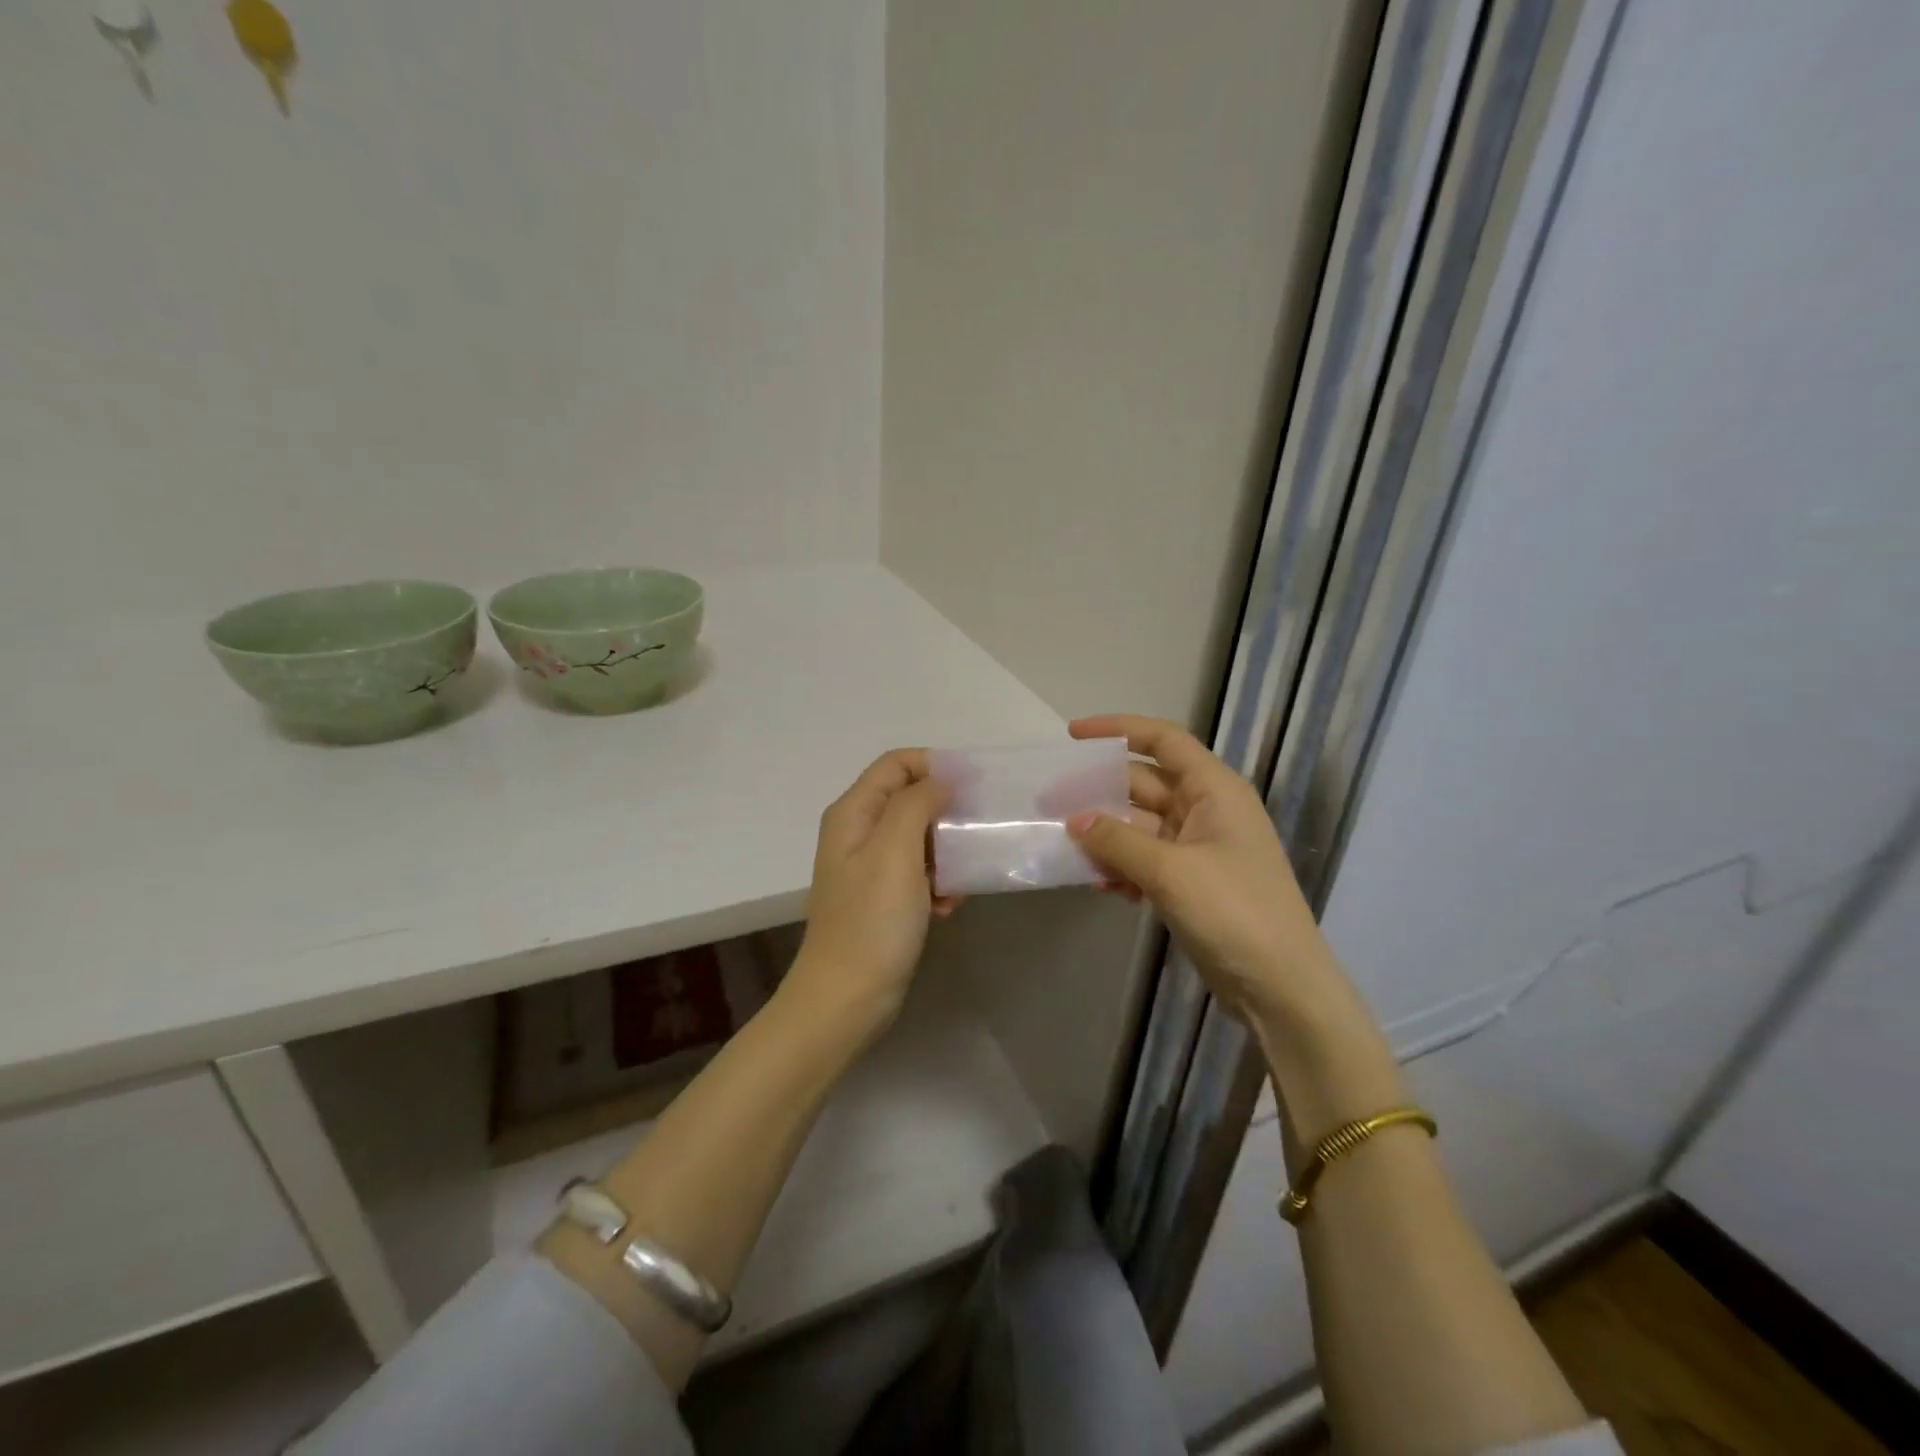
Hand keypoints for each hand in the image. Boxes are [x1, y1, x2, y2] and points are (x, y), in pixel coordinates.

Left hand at [789, 748, 956, 1034]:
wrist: (847, 999)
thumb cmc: (872, 921)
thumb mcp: (895, 851)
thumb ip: (916, 804)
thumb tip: (939, 781)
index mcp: (854, 813)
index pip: (896, 763)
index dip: (934, 765)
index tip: (973, 786)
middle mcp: (858, 832)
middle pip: (910, 798)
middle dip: (946, 812)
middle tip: (977, 832)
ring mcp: (870, 867)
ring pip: (920, 837)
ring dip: (947, 853)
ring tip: (962, 878)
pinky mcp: (884, 898)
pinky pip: (919, 872)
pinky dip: (938, 882)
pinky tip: (948, 906)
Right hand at [1065, 714, 1342, 1027]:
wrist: (1280, 987)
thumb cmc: (1233, 912)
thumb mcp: (1170, 871)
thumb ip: (1117, 840)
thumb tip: (1074, 819)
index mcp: (1214, 789)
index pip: (1163, 741)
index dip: (1118, 729)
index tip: (1073, 735)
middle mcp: (1206, 810)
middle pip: (1143, 785)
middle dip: (1098, 792)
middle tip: (1049, 802)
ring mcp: (1197, 848)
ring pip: (1139, 826)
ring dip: (1105, 835)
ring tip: (1063, 846)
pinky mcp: (1190, 882)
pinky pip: (1145, 860)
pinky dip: (1121, 867)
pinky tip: (1097, 884)